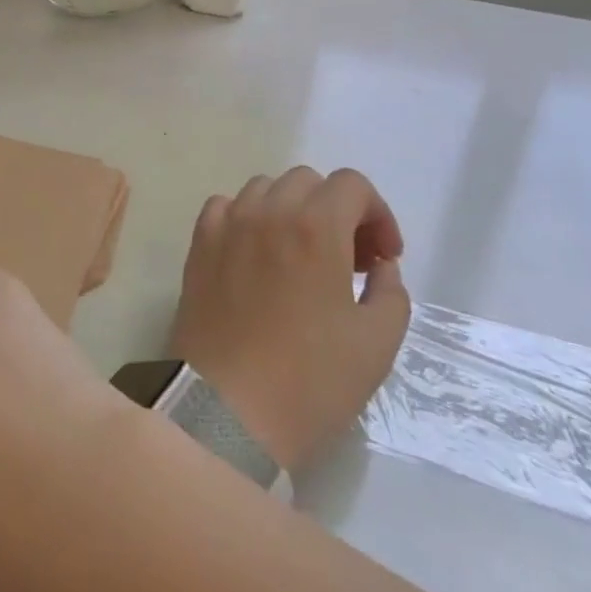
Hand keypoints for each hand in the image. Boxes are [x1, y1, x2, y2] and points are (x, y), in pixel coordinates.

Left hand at [170, 167, 409, 469]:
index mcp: (315, 226)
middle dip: (336, 211)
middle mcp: (268, 211)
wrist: (227, 410)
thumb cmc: (310, 380)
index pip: (352, 185)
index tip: (383, 257)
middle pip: (309, 182)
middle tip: (347, 261)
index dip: (377, 214)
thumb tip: (380, 265)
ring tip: (301, 256)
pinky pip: (226, 207)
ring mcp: (228, 224)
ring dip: (291, 210)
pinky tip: (257, 255)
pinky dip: (247, 218)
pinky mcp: (199, 244)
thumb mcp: (376, 343)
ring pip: (265, 188)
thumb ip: (391, 291)